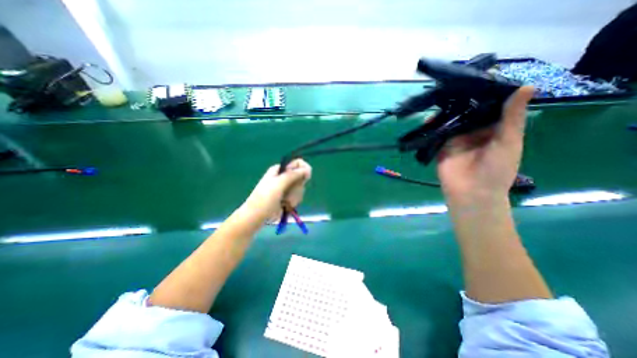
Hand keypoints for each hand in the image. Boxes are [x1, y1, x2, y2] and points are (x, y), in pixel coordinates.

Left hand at [244, 158, 311, 220]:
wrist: (257, 216)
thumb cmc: (265, 198)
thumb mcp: (278, 183)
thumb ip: (293, 175)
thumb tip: (307, 169)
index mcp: (279, 170)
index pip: (297, 163)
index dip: (303, 169)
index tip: (305, 177)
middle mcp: (283, 177)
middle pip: (300, 177)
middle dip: (298, 186)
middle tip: (289, 192)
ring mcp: (286, 188)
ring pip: (300, 188)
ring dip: (295, 195)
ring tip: (286, 201)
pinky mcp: (288, 197)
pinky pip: (297, 196)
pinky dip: (294, 201)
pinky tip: (287, 205)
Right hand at [435, 86, 533, 199]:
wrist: (472, 192)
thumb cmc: (496, 169)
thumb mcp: (508, 142)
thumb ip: (511, 117)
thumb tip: (525, 86)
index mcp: (492, 129)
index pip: (488, 108)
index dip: (485, 94)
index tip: (479, 77)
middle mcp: (473, 132)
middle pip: (467, 113)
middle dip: (461, 101)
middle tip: (455, 83)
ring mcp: (455, 139)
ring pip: (451, 122)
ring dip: (446, 112)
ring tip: (440, 96)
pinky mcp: (441, 147)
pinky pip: (437, 134)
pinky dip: (432, 126)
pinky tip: (429, 117)